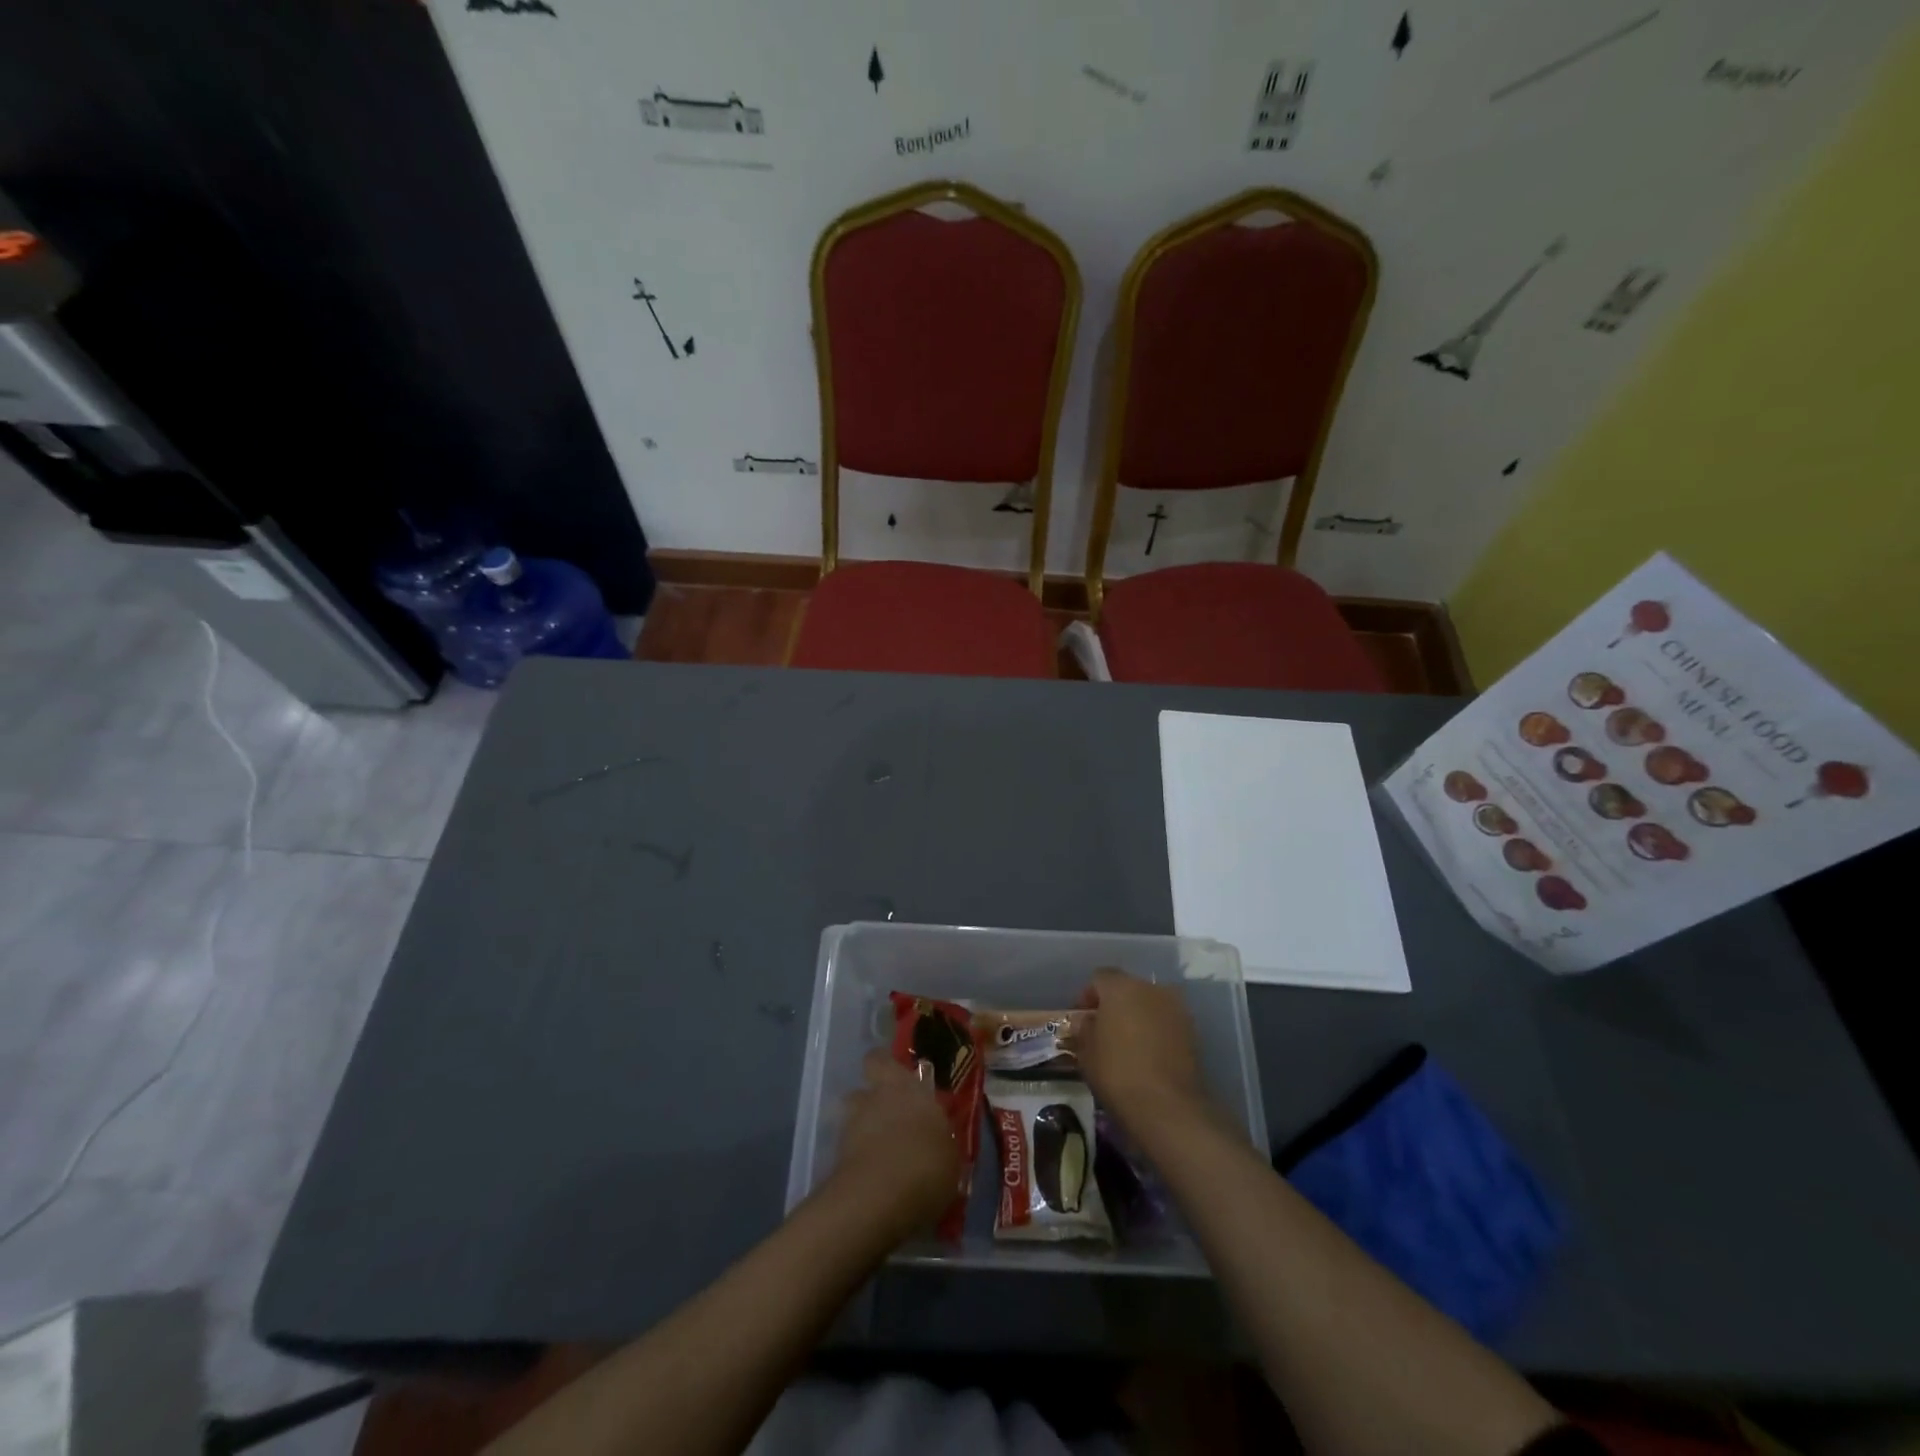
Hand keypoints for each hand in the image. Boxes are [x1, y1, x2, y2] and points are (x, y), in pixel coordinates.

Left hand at [830, 1050, 962, 1236]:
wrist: (878, 1201)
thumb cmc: (925, 1164)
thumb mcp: (951, 1154)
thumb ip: (940, 1139)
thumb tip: (937, 1140)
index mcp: (903, 1087)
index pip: (881, 1060)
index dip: (884, 1068)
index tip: (897, 1081)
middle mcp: (873, 1100)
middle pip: (861, 1091)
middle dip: (871, 1103)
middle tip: (891, 1122)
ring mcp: (850, 1129)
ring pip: (852, 1123)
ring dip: (863, 1135)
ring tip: (884, 1159)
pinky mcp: (836, 1161)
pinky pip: (849, 1156)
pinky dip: (859, 1165)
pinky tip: (877, 1184)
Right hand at [1071, 967, 1212, 1139]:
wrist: (1167, 1106)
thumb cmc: (1117, 1072)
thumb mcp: (1086, 1051)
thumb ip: (1084, 1028)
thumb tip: (1087, 1020)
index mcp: (1120, 987)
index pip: (1099, 978)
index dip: (1088, 995)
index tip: (1081, 1017)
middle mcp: (1151, 988)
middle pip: (1128, 988)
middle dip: (1115, 1004)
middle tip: (1104, 1030)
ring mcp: (1176, 1008)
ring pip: (1150, 1004)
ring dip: (1138, 1016)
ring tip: (1128, 1044)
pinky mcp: (1192, 1031)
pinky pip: (1166, 1022)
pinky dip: (1157, 1031)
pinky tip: (1148, 1054)